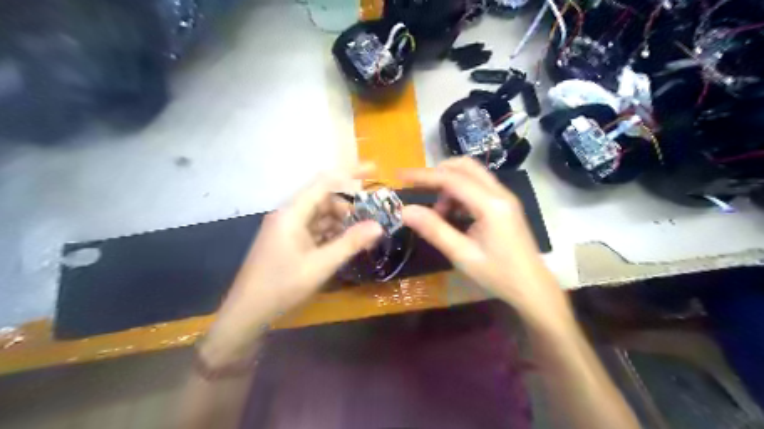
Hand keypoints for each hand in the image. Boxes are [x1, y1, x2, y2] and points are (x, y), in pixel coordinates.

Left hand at [202, 163, 384, 364]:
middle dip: (350, 205)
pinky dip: (331, 232)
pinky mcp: (288, 240)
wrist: (247, 312)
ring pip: (320, 214)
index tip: (374, 170)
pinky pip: (314, 228)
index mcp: (292, 212)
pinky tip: (345, 242)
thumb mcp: (321, 265)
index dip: (350, 172)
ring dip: (342, 220)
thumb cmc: (282, 286)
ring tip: (364, 232)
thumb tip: (378, 226)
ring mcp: (287, 227)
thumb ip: (350, 243)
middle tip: (373, 217)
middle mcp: (289, 214)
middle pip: (324, 198)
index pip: (325, 182)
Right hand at [400, 156, 573, 323]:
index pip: (451, 179)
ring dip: (449, 184)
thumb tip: (405, 210)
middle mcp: (500, 193)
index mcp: (490, 205)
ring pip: (472, 174)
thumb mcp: (462, 255)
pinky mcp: (505, 204)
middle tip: (418, 189)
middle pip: (464, 166)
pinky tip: (453, 214)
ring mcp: (505, 197)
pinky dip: (460, 192)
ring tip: (438, 212)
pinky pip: (478, 186)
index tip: (400, 176)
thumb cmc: (498, 275)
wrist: (532, 288)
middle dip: (438, 173)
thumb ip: (434, 230)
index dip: (423, 175)